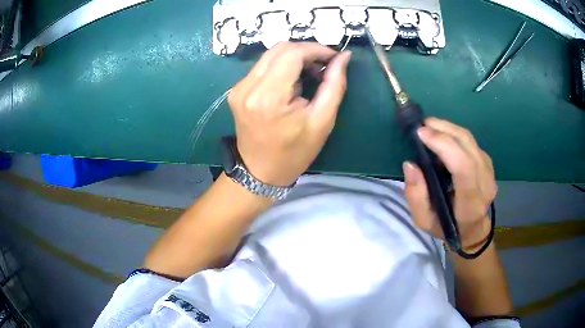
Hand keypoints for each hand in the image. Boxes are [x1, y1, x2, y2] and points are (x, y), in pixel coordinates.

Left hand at [228, 42, 351, 185]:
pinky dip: (281, 66)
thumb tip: (344, 57)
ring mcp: (239, 88)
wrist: (260, 172)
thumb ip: (334, 84)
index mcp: (269, 97)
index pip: (292, 53)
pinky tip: (292, 81)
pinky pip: (262, 66)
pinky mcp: (237, 90)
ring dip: (293, 58)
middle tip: (322, 66)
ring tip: (309, 75)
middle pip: (279, 48)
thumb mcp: (322, 121)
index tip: (333, 57)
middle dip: (305, 51)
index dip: (316, 49)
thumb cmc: (295, 152)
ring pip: (270, 55)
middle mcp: (248, 87)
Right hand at [403, 118, 496, 250]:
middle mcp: (485, 184)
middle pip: (467, 146)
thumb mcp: (424, 221)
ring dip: (448, 128)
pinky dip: (455, 133)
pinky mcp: (488, 163)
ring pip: (469, 140)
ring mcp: (489, 172)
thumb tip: (411, 164)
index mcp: (470, 204)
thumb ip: (416, 196)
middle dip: (443, 130)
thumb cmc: (446, 227)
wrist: (472, 229)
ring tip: (430, 126)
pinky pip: (471, 141)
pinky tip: (443, 135)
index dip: (444, 145)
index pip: (463, 167)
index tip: (421, 134)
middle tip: (422, 126)